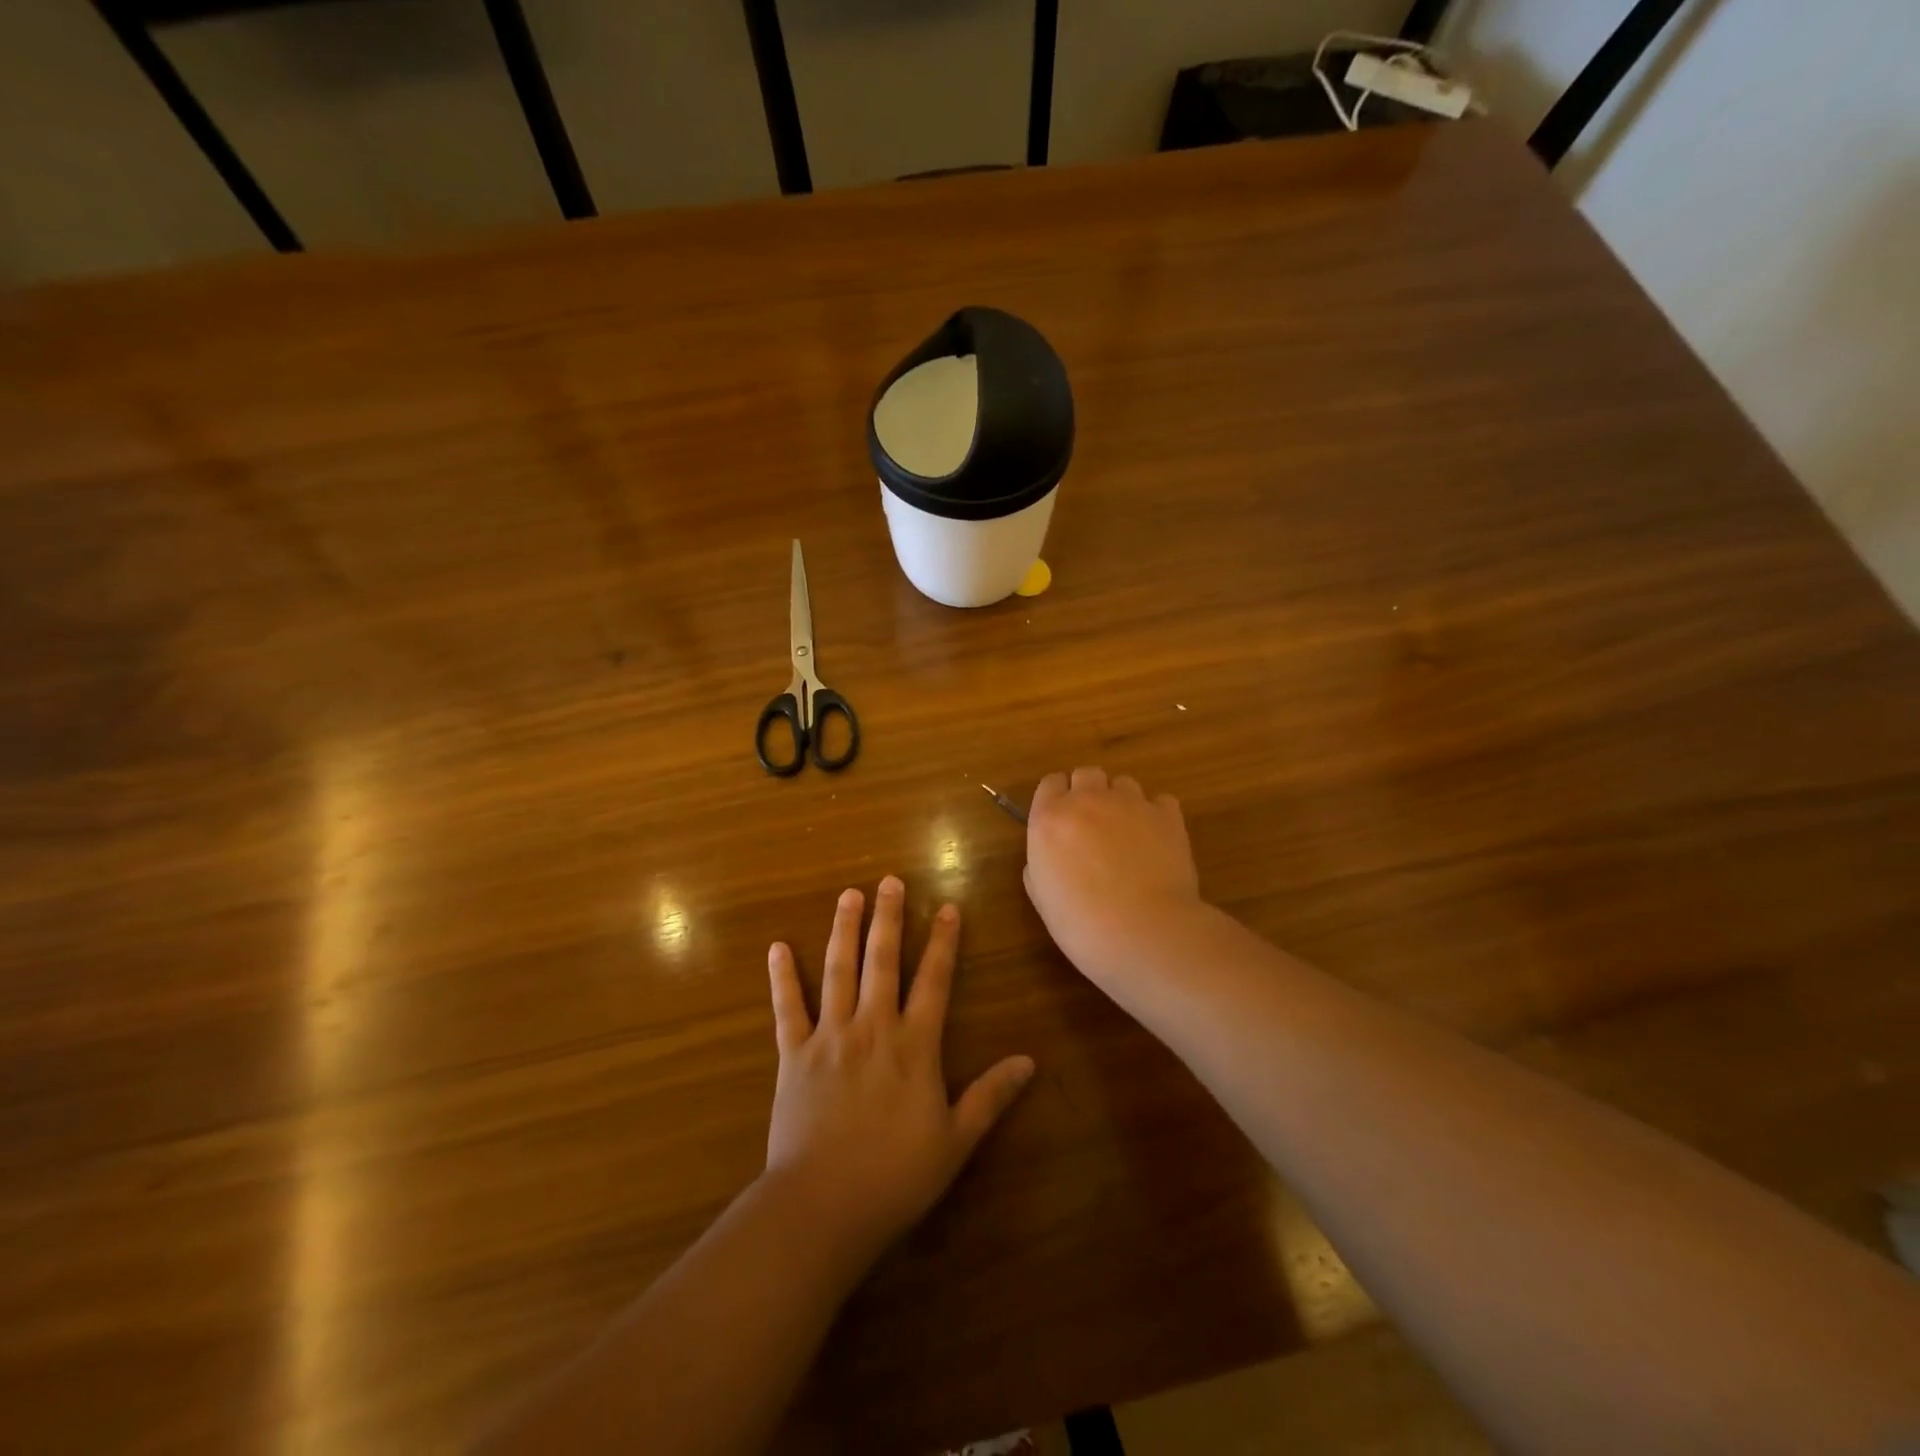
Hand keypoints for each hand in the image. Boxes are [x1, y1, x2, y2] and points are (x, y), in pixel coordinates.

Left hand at [763, 877, 1034, 1267]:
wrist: (823, 1206)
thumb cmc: (896, 1176)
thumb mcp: (955, 1140)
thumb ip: (991, 1096)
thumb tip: (1030, 1062)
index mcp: (914, 1044)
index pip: (934, 980)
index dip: (943, 942)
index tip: (947, 907)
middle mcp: (873, 1027)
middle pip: (882, 961)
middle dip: (888, 918)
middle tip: (889, 881)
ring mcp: (829, 1036)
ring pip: (838, 971)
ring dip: (844, 931)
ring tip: (848, 896)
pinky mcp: (793, 1055)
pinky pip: (786, 1008)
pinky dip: (782, 978)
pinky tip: (777, 948)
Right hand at [1024, 767, 1204, 985]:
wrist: (1144, 932)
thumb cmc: (1082, 924)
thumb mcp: (1042, 898)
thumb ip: (1040, 864)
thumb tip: (1052, 856)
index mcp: (1050, 818)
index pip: (1050, 783)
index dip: (1056, 799)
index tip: (1060, 821)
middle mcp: (1088, 800)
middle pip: (1087, 774)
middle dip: (1088, 792)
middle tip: (1092, 826)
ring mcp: (1131, 804)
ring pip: (1124, 783)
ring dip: (1121, 801)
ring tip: (1128, 834)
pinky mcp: (1167, 816)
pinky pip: (1160, 801)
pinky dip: (1156, 814)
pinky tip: (1156, 840)